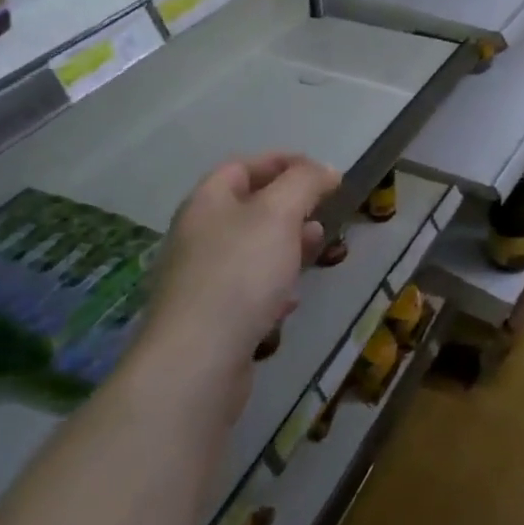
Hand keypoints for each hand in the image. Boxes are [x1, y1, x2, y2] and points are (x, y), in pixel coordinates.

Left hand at [140, 153, 338, 401]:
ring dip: (285, 245)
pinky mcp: (208, 320)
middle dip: (289, 206)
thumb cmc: (240, 274)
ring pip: (249, 250)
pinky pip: (245, 291)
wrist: (196, 362)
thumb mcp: (279, 213)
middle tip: (321, 213)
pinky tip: (290, 301)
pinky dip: (272, 287)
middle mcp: (197, 236)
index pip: (242, 166)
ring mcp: (199, 280)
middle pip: (246, 208)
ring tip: (315, 249)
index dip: (282, 162)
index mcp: (206, 203)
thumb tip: (327, 170)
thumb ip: (305, 183)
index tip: (321, 172)